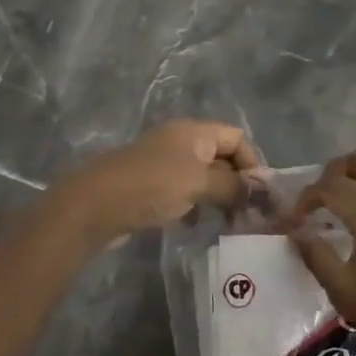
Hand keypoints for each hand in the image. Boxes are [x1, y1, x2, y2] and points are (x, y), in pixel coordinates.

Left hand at [46, 119, 259, 245]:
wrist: (95, 204)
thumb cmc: (152, 185)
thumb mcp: (199, 182)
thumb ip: (232, 186)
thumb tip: (257, 193)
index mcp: (194, 131)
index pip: (236, 137)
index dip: (252, 162)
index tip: (260, 194)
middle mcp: (180, 141)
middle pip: (220, 156)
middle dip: (237, 182)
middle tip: (248, 213)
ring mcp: (163, 163)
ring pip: (202, 176)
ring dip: (217, 196)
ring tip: (227, 222)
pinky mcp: (149, 185)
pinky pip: (183, 191)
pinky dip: (194, 205)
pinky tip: (195, 224)